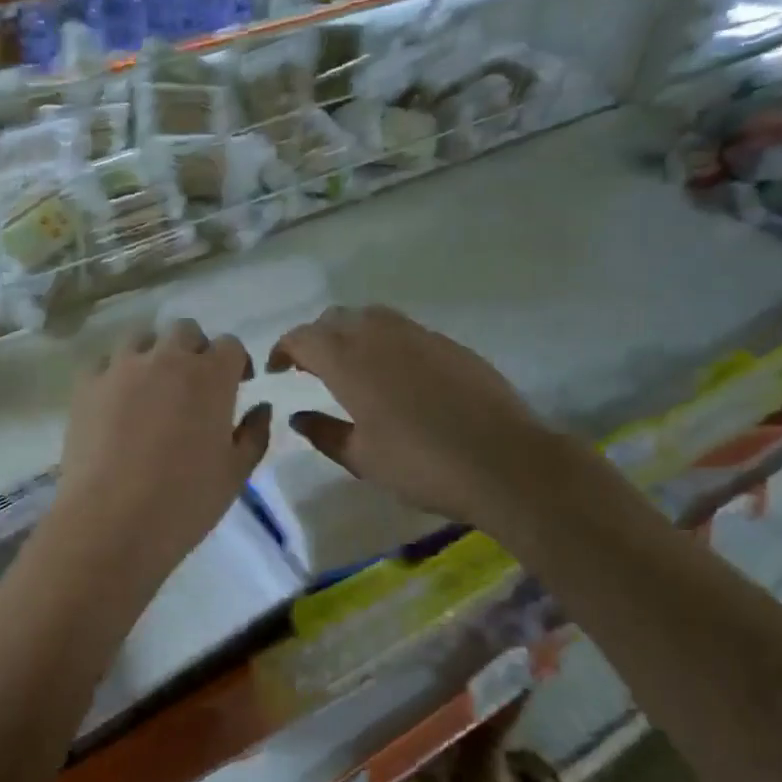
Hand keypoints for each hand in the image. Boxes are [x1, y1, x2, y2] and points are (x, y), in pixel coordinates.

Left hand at [51, 320, 270, 587]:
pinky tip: (116, 403)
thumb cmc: (184, 502)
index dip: (236, 363)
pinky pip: (104, 363)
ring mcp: (121, 368)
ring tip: (153, 389)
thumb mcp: (235, 474)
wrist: (110, 522)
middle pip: (185, 331)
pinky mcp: (86, 385)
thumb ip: (254, 434)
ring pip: (141, 338)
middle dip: (195, 350)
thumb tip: (261, 408)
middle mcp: (166, 359)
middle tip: (195, 386)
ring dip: (154, 354)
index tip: (237, 386)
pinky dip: (116, 374)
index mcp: (210, 376)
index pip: (230, 346)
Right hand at [268, 305, 554, 524]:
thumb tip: (298, 417)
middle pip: (334, 318)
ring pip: (370, 316)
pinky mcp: (448, 343)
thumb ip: (324, 432)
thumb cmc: (421, 465)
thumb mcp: (362, 458)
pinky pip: (402, 329)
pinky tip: (393, 373)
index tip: (277, 370)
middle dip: (314, 337)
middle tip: (309, 368)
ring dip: (349, 332)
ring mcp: (418, 334)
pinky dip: (383, 340)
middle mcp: (379, 336)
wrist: (504, 462)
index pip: (302, 337)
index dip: (283, 349)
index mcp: (349, 362)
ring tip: (349, 365)